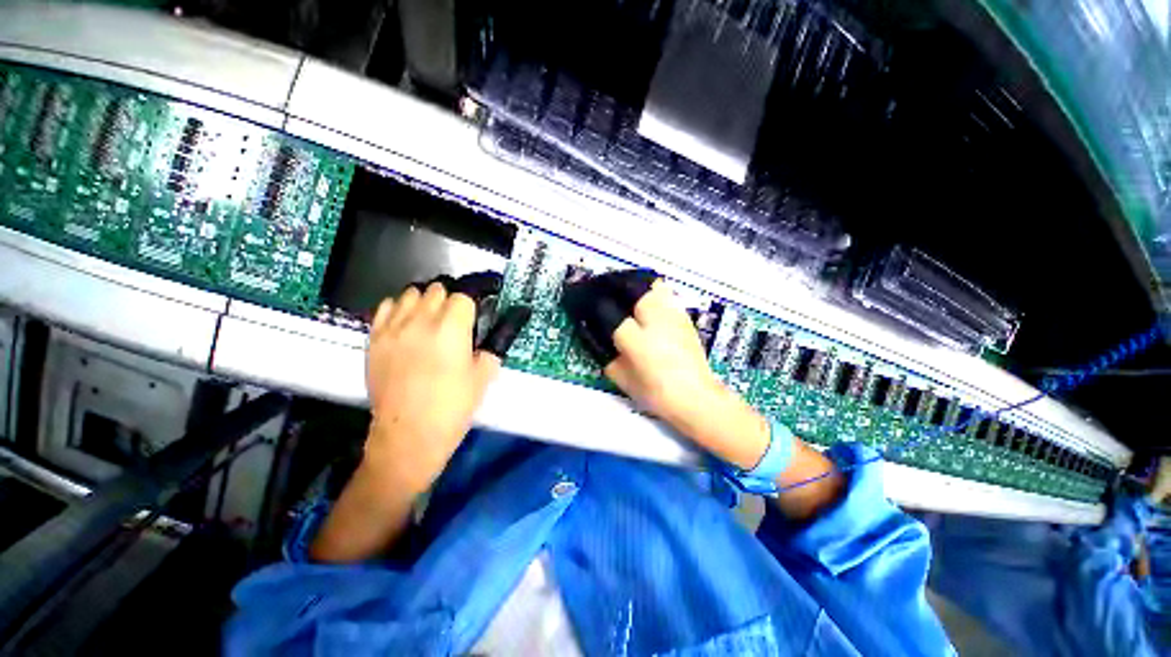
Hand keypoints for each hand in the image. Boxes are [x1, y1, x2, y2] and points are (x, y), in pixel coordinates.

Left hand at [364, 277, 524, 491]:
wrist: (408, 435)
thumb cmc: (453, 407)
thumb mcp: (484, 376)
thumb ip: (492, 346)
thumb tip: (495, 331)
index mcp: (451, 329)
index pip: (464, 296)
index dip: (474, 303)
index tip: (478, 313)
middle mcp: (421, 321)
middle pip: (438, 289)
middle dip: (452, 301)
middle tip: (458, 320)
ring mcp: (394, 328)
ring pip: (412, 293)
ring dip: (427, 301)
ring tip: (432, 320)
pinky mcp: (374, 339)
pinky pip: (387, 307)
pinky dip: (401, 308)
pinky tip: (408, 325)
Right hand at [563, 270, 843, 517]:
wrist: (697, 398)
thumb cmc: (656, 394)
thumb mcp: (623, 379)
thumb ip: (608, 356)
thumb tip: (598, 336)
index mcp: (637, 341)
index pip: (608, 311)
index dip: (593, 303)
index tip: (583, 299)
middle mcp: (656, 322)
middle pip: (632, 289)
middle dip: (615, 285)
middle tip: (605, 289)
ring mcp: (674, 317)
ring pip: (652, 287)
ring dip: (635, 286)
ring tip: (626, 293)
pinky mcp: (685, 318)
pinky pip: (666, 296)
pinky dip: (653, 294)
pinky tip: (647, 304)